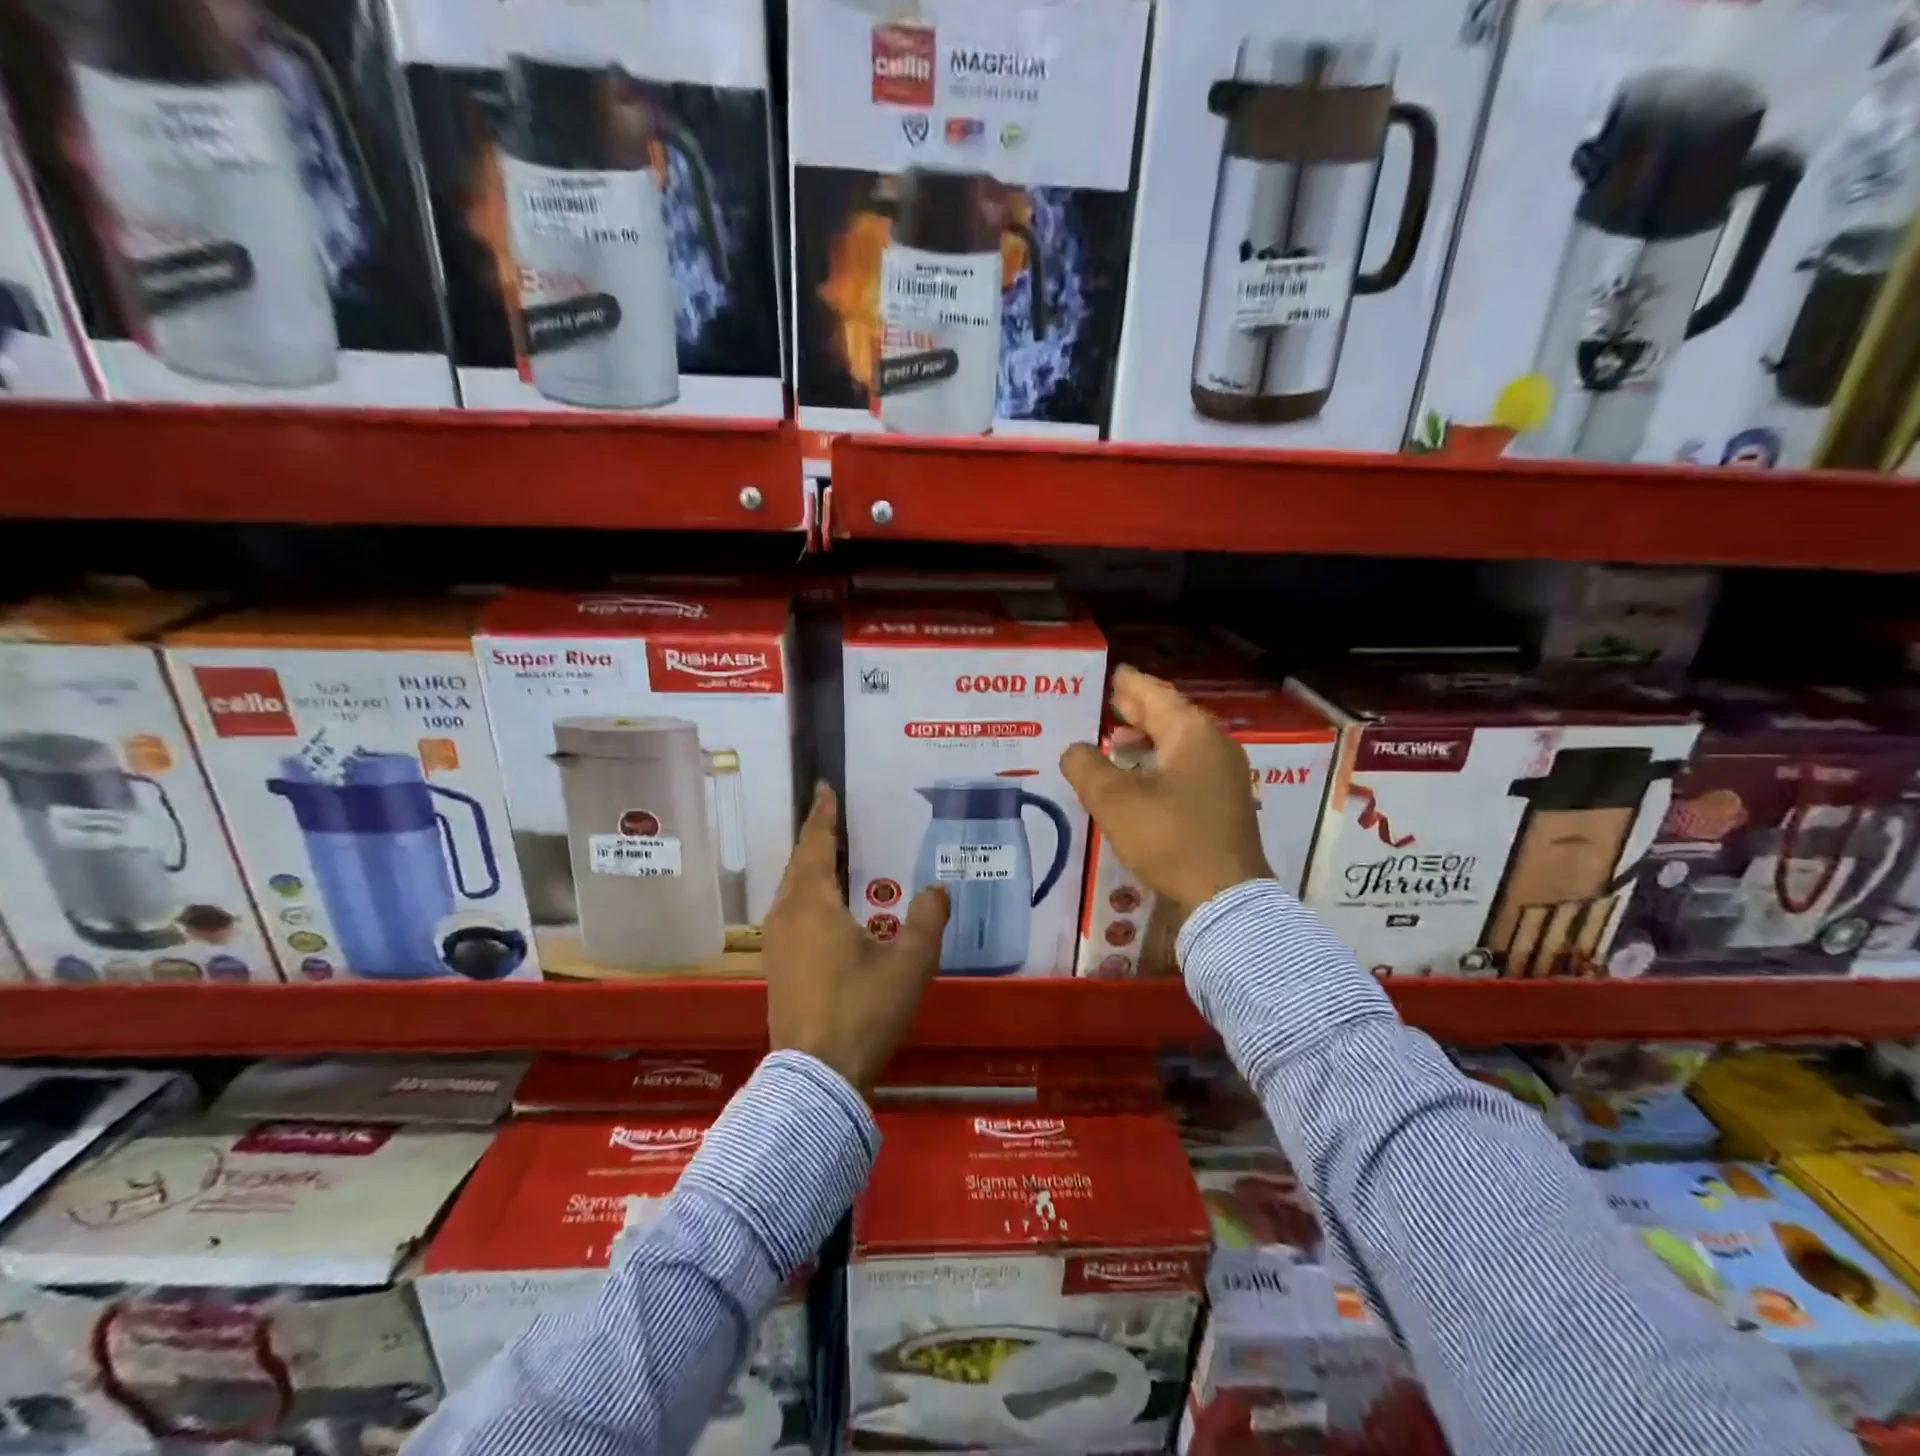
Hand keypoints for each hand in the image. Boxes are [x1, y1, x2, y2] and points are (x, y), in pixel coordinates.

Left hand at [763, 784, 948, 1091]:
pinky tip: (828, 907)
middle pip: (799, 865)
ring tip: (835, 857)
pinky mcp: (777, 967)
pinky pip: (791, 912)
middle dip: (816, 839)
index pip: (817, 845)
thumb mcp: (909, 963)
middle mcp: (787, 915)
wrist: (816, 1077)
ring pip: (792, 890)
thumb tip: (937, 889)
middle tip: (835, 817)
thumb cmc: (863, 1010)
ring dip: (811, 868)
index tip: (824, 788)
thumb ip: (928, 920)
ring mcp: (776, 943)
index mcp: (812, 904)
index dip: (823, 815)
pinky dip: (808, 895)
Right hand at [1061, 665, 1270, 914]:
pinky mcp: (1225, 801)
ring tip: (1116, 743)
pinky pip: (1188, 766)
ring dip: (1148, 739)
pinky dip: (1161, 762)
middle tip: (1111, 702)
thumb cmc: (1169, 837)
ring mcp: (1225, 774)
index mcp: (1192, 733)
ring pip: (1180, 743)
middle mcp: (1214, 745)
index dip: (1130, 684)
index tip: (1114, 674)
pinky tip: (1140, 778)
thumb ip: (1087, 767)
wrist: (1225, 895)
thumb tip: (1075, 750)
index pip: (1155, 695)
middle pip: (1171, 716)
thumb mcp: (1114, 801)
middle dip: (1138, 710)